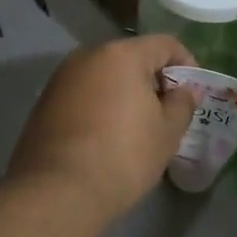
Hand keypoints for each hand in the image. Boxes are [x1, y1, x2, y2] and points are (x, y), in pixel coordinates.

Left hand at [7, 35, 198, 221]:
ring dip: (125, 93)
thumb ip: (182, 104)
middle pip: (132, 57)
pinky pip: (83, 93)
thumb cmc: (123, 156)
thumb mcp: (167, 133)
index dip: (186, 64)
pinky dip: (100, 105)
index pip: (165, 44)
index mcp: (122, 55)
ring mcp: (61, 78)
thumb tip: (185, 90)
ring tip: (136, 127)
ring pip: (105, 75)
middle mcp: (88, 56)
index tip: (192, 93)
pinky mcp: (44, 101)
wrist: (57, 192)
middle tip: (167, 111)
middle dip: (153, 80)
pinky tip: (105, 136)